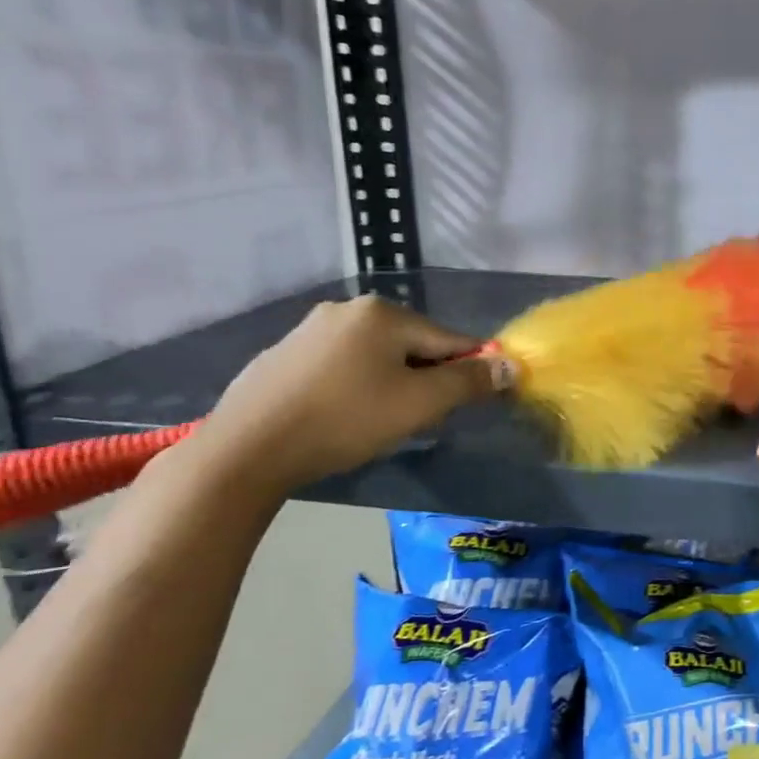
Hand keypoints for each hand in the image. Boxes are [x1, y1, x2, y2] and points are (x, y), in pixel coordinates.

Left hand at [191, 295, 503, 496]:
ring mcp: (309, 329)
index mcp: (384, 313)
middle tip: (417, 420)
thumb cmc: (345, 420)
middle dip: (425, 379)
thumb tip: (511, 366)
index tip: (467, 405)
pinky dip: (355, 386)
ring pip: (376, 356)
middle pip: (412, 345)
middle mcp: (347, 309)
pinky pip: (341, 365)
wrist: (246, 449)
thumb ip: (469, 382)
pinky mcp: (283, 355)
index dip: (467, 373)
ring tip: (379, 422)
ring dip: (391, 383)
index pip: (449, 340)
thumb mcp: (419, 404)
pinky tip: (342, 416)